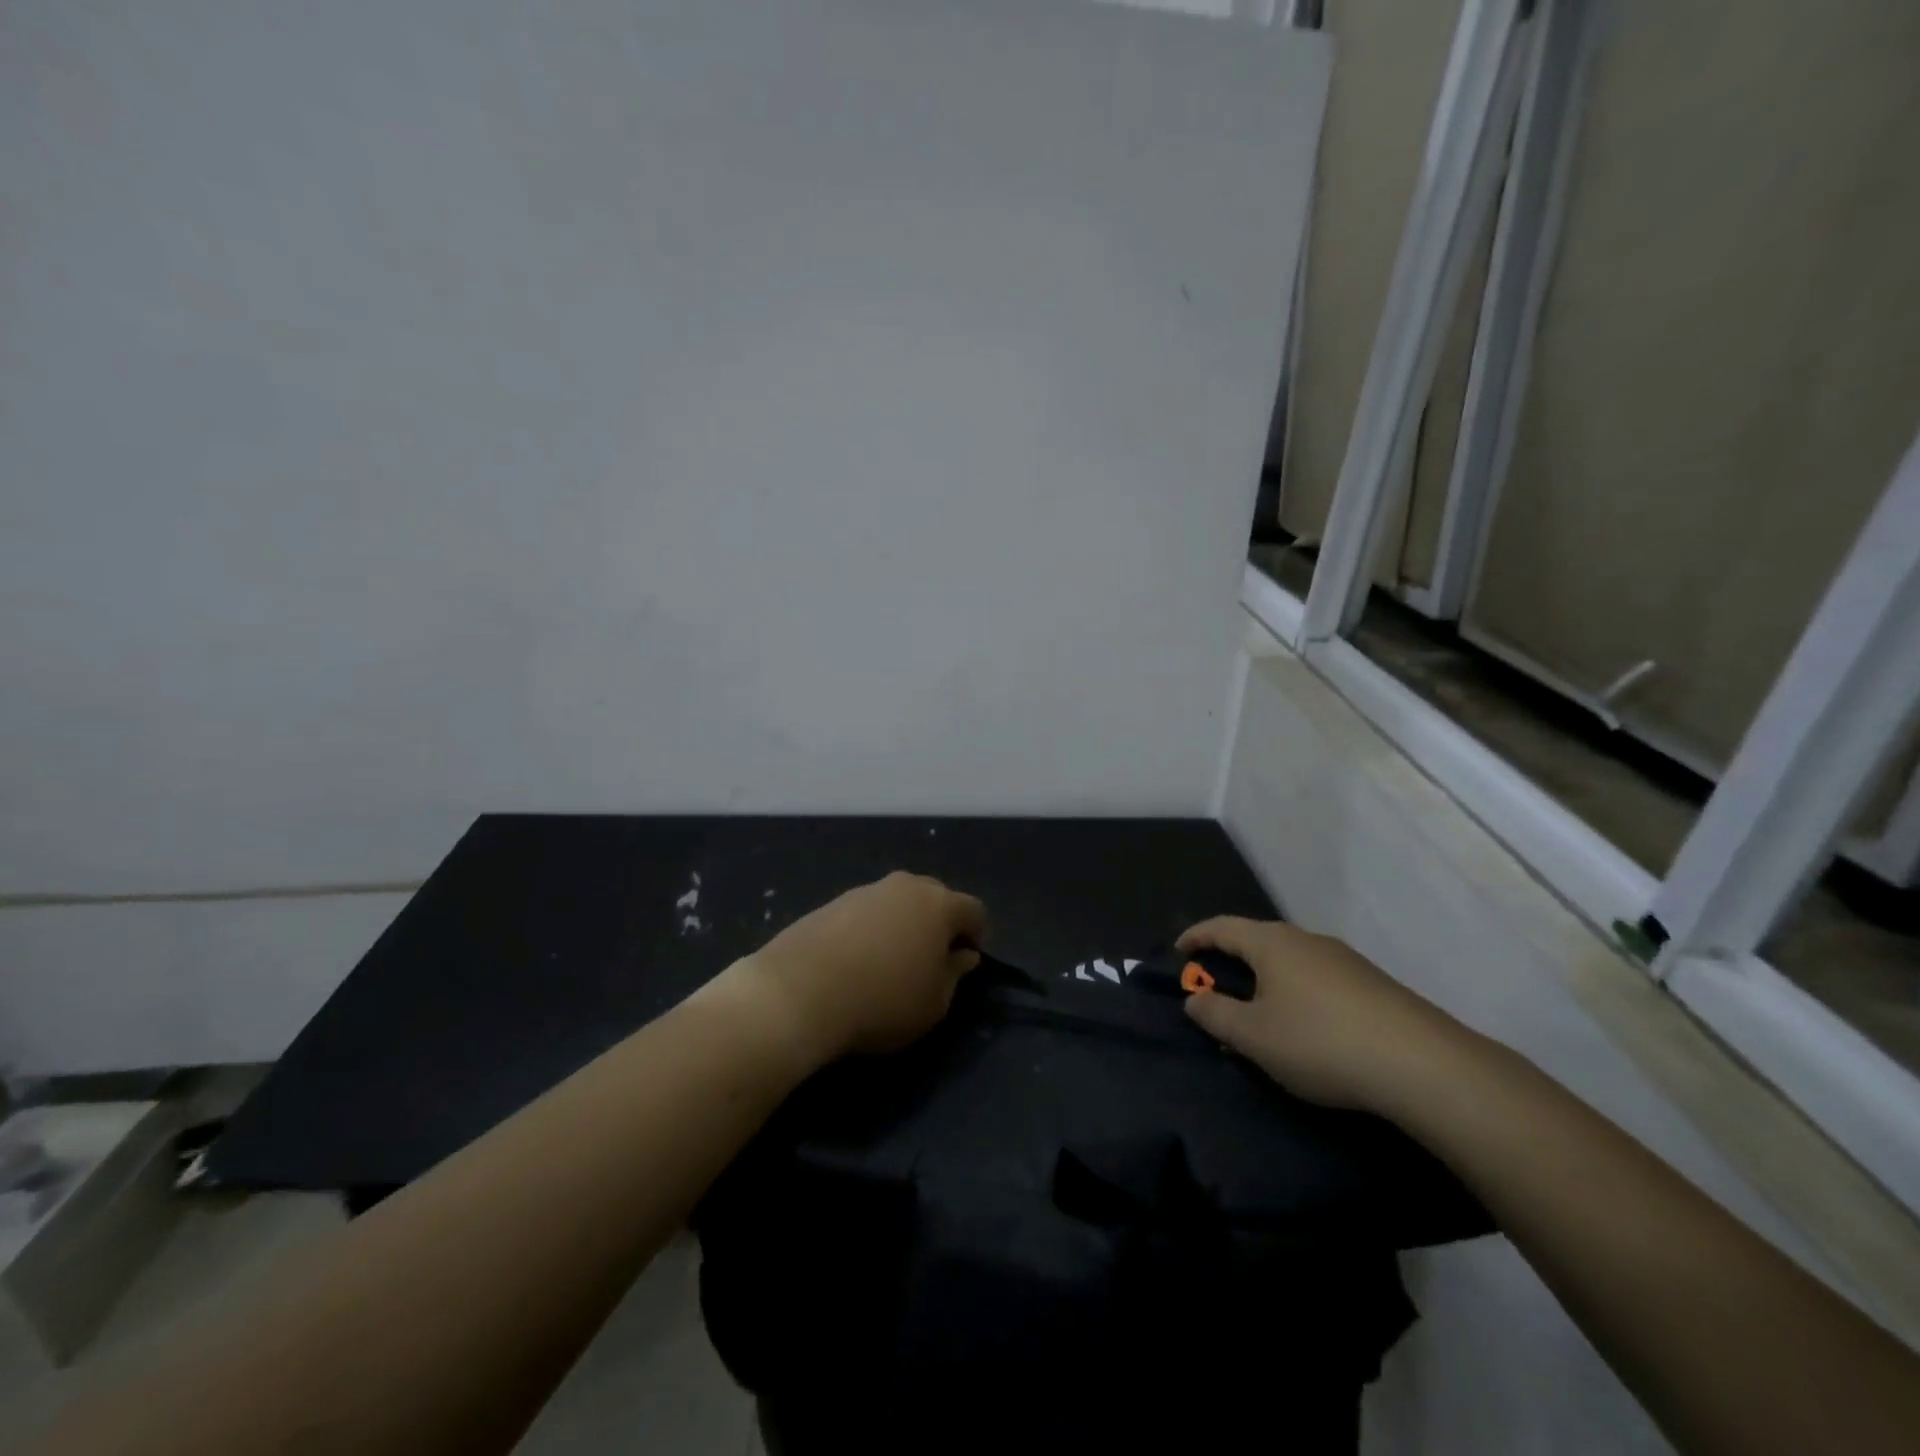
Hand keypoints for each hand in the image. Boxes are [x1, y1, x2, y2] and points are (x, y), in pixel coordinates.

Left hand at [736, 872, 985, 1063]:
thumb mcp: (934, 1003)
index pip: (974, 910)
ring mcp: (866, 890)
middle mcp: (905, 886)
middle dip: (939, 924)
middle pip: (935, 898)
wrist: (799, 992)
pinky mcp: (832, 902)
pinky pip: (866, 913)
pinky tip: (856, 962)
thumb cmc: (882, 1001)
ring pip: (898, 903)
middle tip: (930, 961)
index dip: (977, 935)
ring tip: (889, 963)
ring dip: (903, 925)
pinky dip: (870, 930)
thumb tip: (962, 955)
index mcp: (938, 904)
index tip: (965, 963)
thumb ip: (954, 974)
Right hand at [1178, 917, 1466, 1111]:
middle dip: (1231, 957)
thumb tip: (1194, 998)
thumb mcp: (1254, 1036)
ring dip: (1266, 978)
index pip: (1223, 927)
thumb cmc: (1321, 1042)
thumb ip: (1216, 1014)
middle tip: (1214, 982)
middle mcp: (1307, 940)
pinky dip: (1296, 991)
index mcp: (1272, 944)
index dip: (1197, 936)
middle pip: (1258, 939)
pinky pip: (1318, 978)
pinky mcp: (1373, 985)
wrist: (1424, 1065)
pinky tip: (1304, 1025)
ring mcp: (1345, 961)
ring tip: (1257, 1010)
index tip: (1179, 951)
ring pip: (1291, 960)